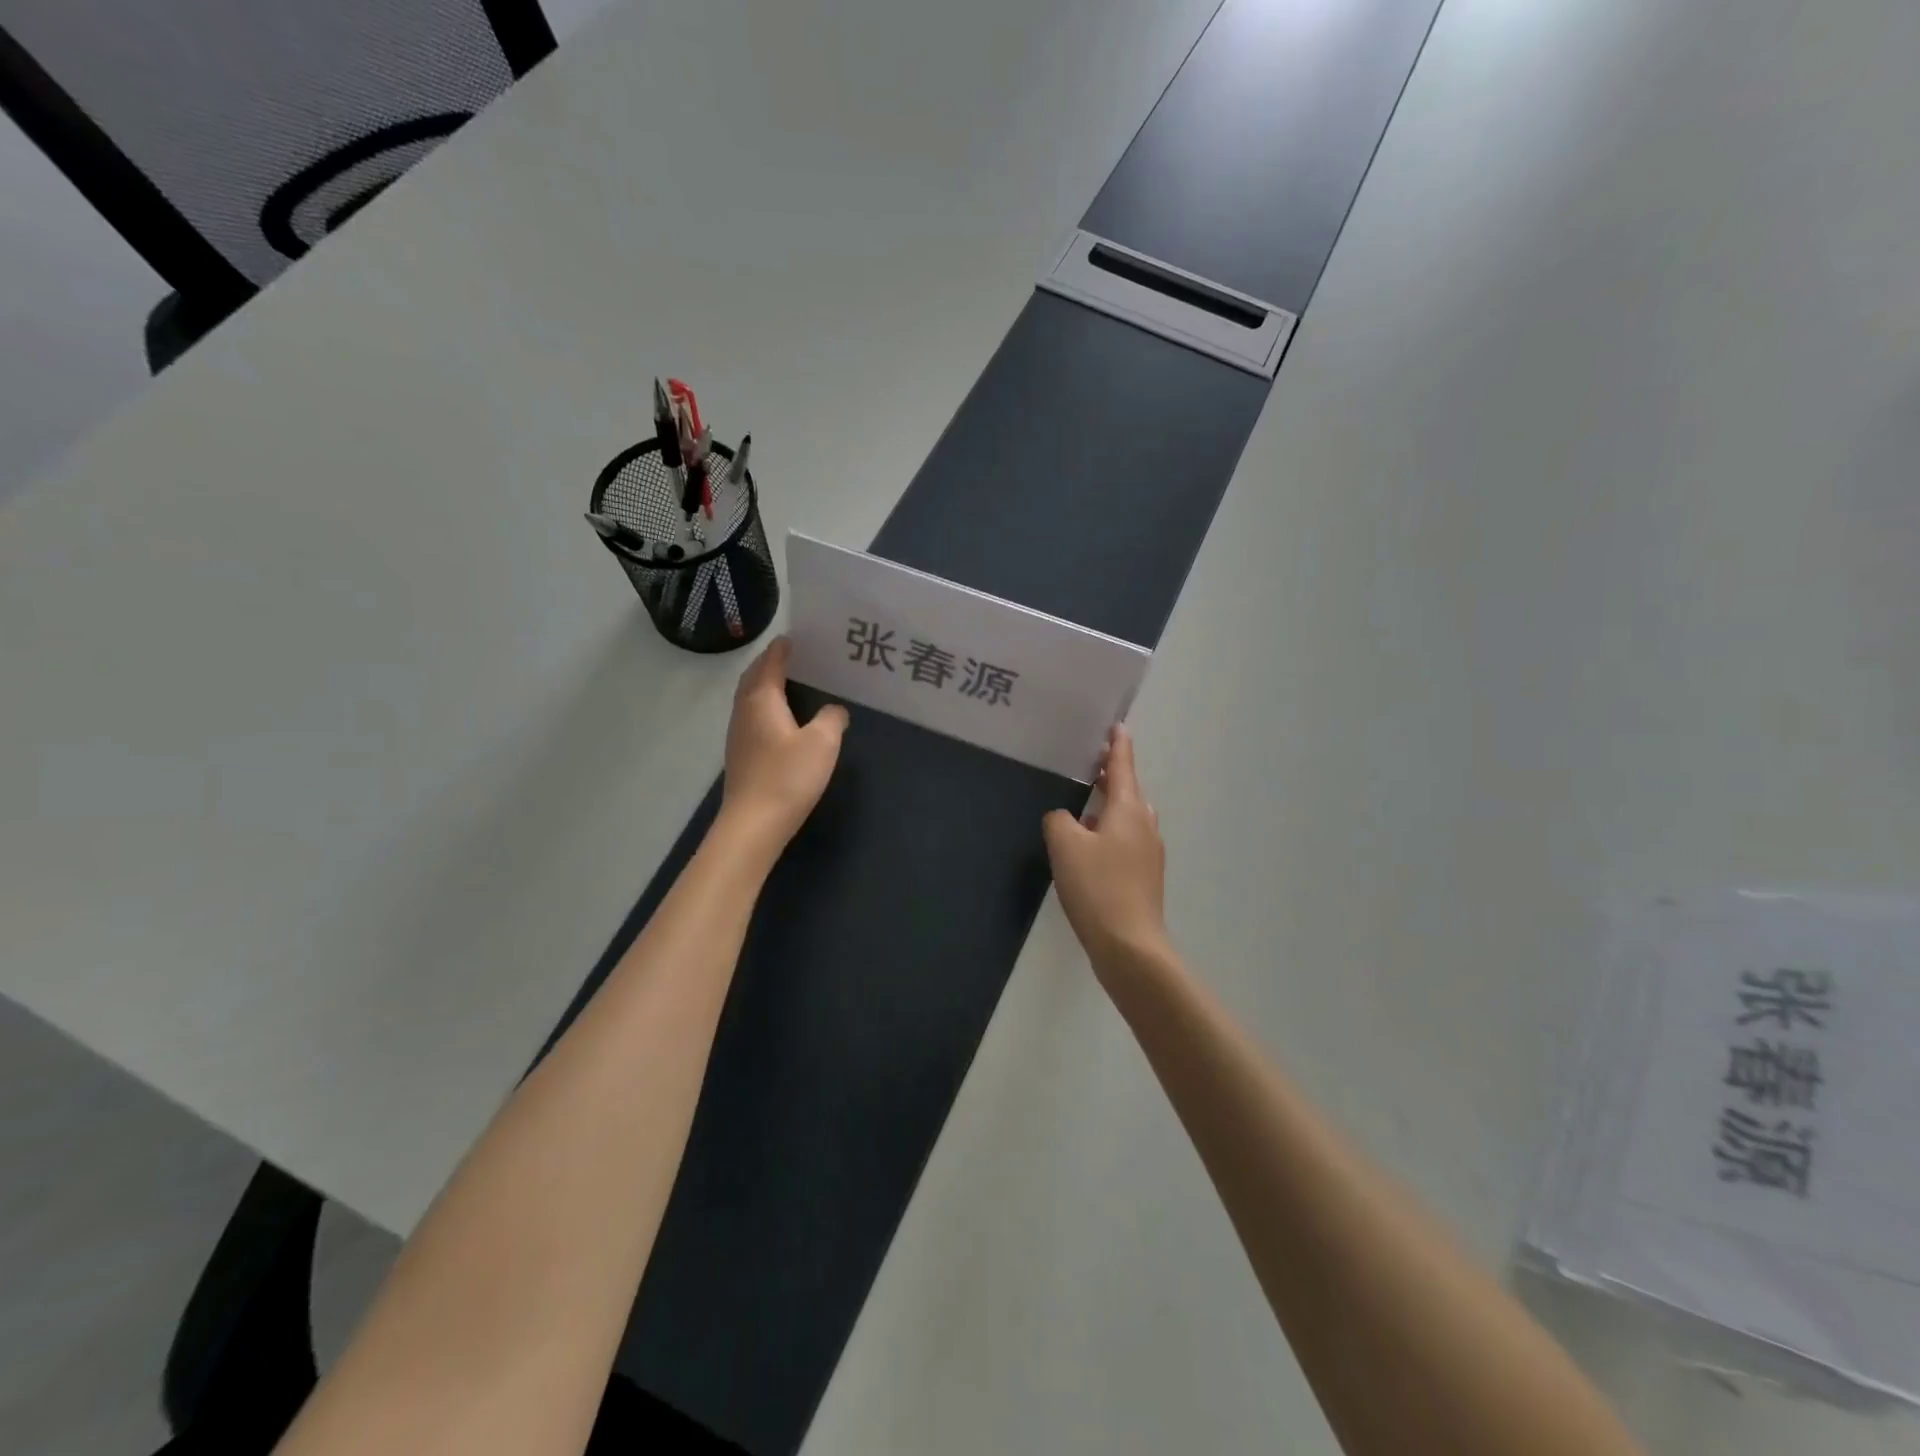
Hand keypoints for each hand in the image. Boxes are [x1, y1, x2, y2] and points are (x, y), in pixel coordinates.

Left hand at [719, 637, 848, 855]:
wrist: (754, 824)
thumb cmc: (788, 776)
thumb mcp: (822, 743)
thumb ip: (831, 719)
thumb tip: (834, 710)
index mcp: (761, 700)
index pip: (769, 664)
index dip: (781, 650)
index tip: (792, 639)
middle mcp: (744, 712)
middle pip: (753, 679)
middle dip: (768, 665)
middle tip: (789, 657)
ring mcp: (738, 736)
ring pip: (749, 700)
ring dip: (765, 687)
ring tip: (786, 683)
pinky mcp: (741, 757)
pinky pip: (752, 719)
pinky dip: (765, 708)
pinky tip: (780, 721)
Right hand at [1042, 725, 1169, 975]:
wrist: (1129, 945)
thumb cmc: (1097, 887)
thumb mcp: (1065, 845)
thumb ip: (1058, 820)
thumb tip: (1064, 818)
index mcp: (1129, 810)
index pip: (1123, 766)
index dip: (1118, 745)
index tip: (1117, 726)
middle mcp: (1144, 825)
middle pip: (1128, 791)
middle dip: (1111, 777)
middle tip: (1090, 765)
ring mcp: (1148, 853)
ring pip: (1127, 818)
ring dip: (1109, 807)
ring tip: (1083, 806)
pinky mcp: (1144, 878)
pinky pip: (1126, 841)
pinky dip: (1109, 833)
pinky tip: (1089, 849)